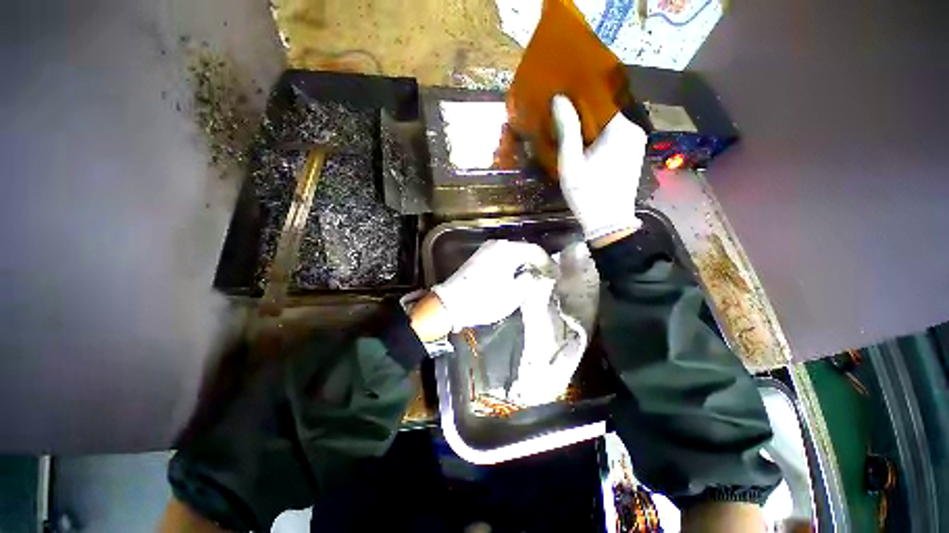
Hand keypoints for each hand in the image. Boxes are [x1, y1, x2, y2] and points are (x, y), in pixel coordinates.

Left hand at [432, 240, 551, 331]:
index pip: (535, 250)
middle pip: (523, 249)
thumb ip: (529, 281)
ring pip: (512, 253)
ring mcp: (486, 249)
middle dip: (536, 262)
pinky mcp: (479, 257)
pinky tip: (515, 275)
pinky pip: (501, 256)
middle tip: (545, 276)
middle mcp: (497, 244)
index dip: (547, 262)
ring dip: (523, 263)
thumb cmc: (485, 300)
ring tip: (533, 276)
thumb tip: (534, 274)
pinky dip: (512, 264)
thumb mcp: (514, 295)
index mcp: (507, 250)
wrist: (451, 303)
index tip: (555, 274)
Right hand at [551, 95, 646, 244]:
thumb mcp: (571, 162)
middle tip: (562, 121)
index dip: (579, 103)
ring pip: (609, 128)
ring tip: (571, 134)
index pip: (599, 103)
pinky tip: (586, 148)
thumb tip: (559, 98)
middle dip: (584, 117)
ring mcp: (636, 144)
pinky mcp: (633, 156)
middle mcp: (634, 131)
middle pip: (604, 115)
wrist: (608, 223)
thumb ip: (567, 130)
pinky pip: (615, 139)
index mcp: (621, 129)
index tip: (561, 104)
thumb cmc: (587, 193)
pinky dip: (600, 140)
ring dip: (591, 130)